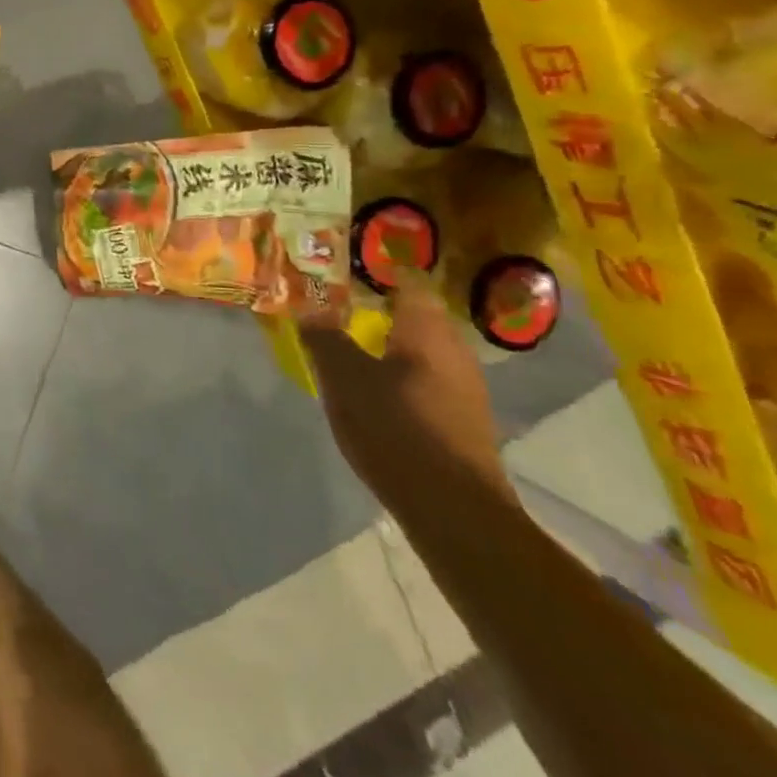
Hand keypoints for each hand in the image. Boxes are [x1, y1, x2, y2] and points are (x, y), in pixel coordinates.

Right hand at [302, 281, 514, 513]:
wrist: (453, 510)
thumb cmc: (395, 428)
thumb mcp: (343, 377)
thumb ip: (325, 337)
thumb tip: (311, 306)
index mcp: (427, 330)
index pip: (408, 279)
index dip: (378, 268)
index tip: (345, 266)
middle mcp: (454, 349)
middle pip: (416, 313)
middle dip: (378, 306)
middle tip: (337, 304)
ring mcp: (464, 386)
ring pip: (421, 347)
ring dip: (388, 341)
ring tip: (349, 344)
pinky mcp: (462, 417)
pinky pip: (426, 376)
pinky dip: (399, 370)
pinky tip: (375, 386)